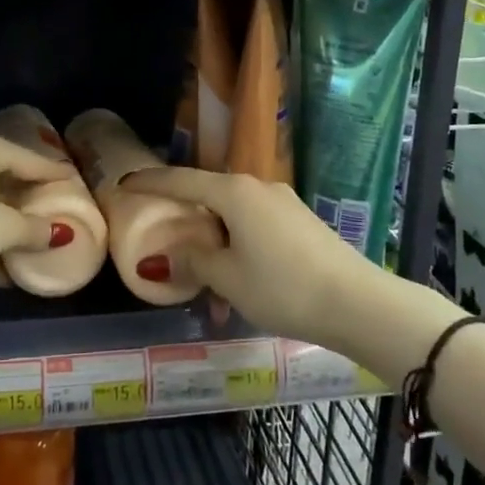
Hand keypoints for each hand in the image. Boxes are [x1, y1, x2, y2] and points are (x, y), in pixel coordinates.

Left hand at [0, 127, 78, 284]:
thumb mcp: (5, 230)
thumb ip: (34, 230)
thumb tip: (58, 233)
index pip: (31, 160)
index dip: (55, 174)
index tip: (75, 181)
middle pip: (5, 176)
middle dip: (27, 198)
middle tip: (53, 208)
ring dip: (4, 223)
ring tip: (28, 239)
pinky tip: (0, 268)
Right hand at [121, 168, 373, 344]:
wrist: (359, 303)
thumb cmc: (283, 287)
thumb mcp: (228, 278)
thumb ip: (193, 260)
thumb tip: (163, 255)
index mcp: (234, 192)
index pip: (181, 180)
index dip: (150, 182)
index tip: (125, 184)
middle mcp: (258, 187)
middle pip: (208, 195)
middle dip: (185, 217)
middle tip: (162, 238)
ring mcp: (283, 203)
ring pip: (233, 215)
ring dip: (214, 240)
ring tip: (205, 279)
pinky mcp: (300, 222)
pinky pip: (255, 225)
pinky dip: (237, 245)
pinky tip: (239, 279)